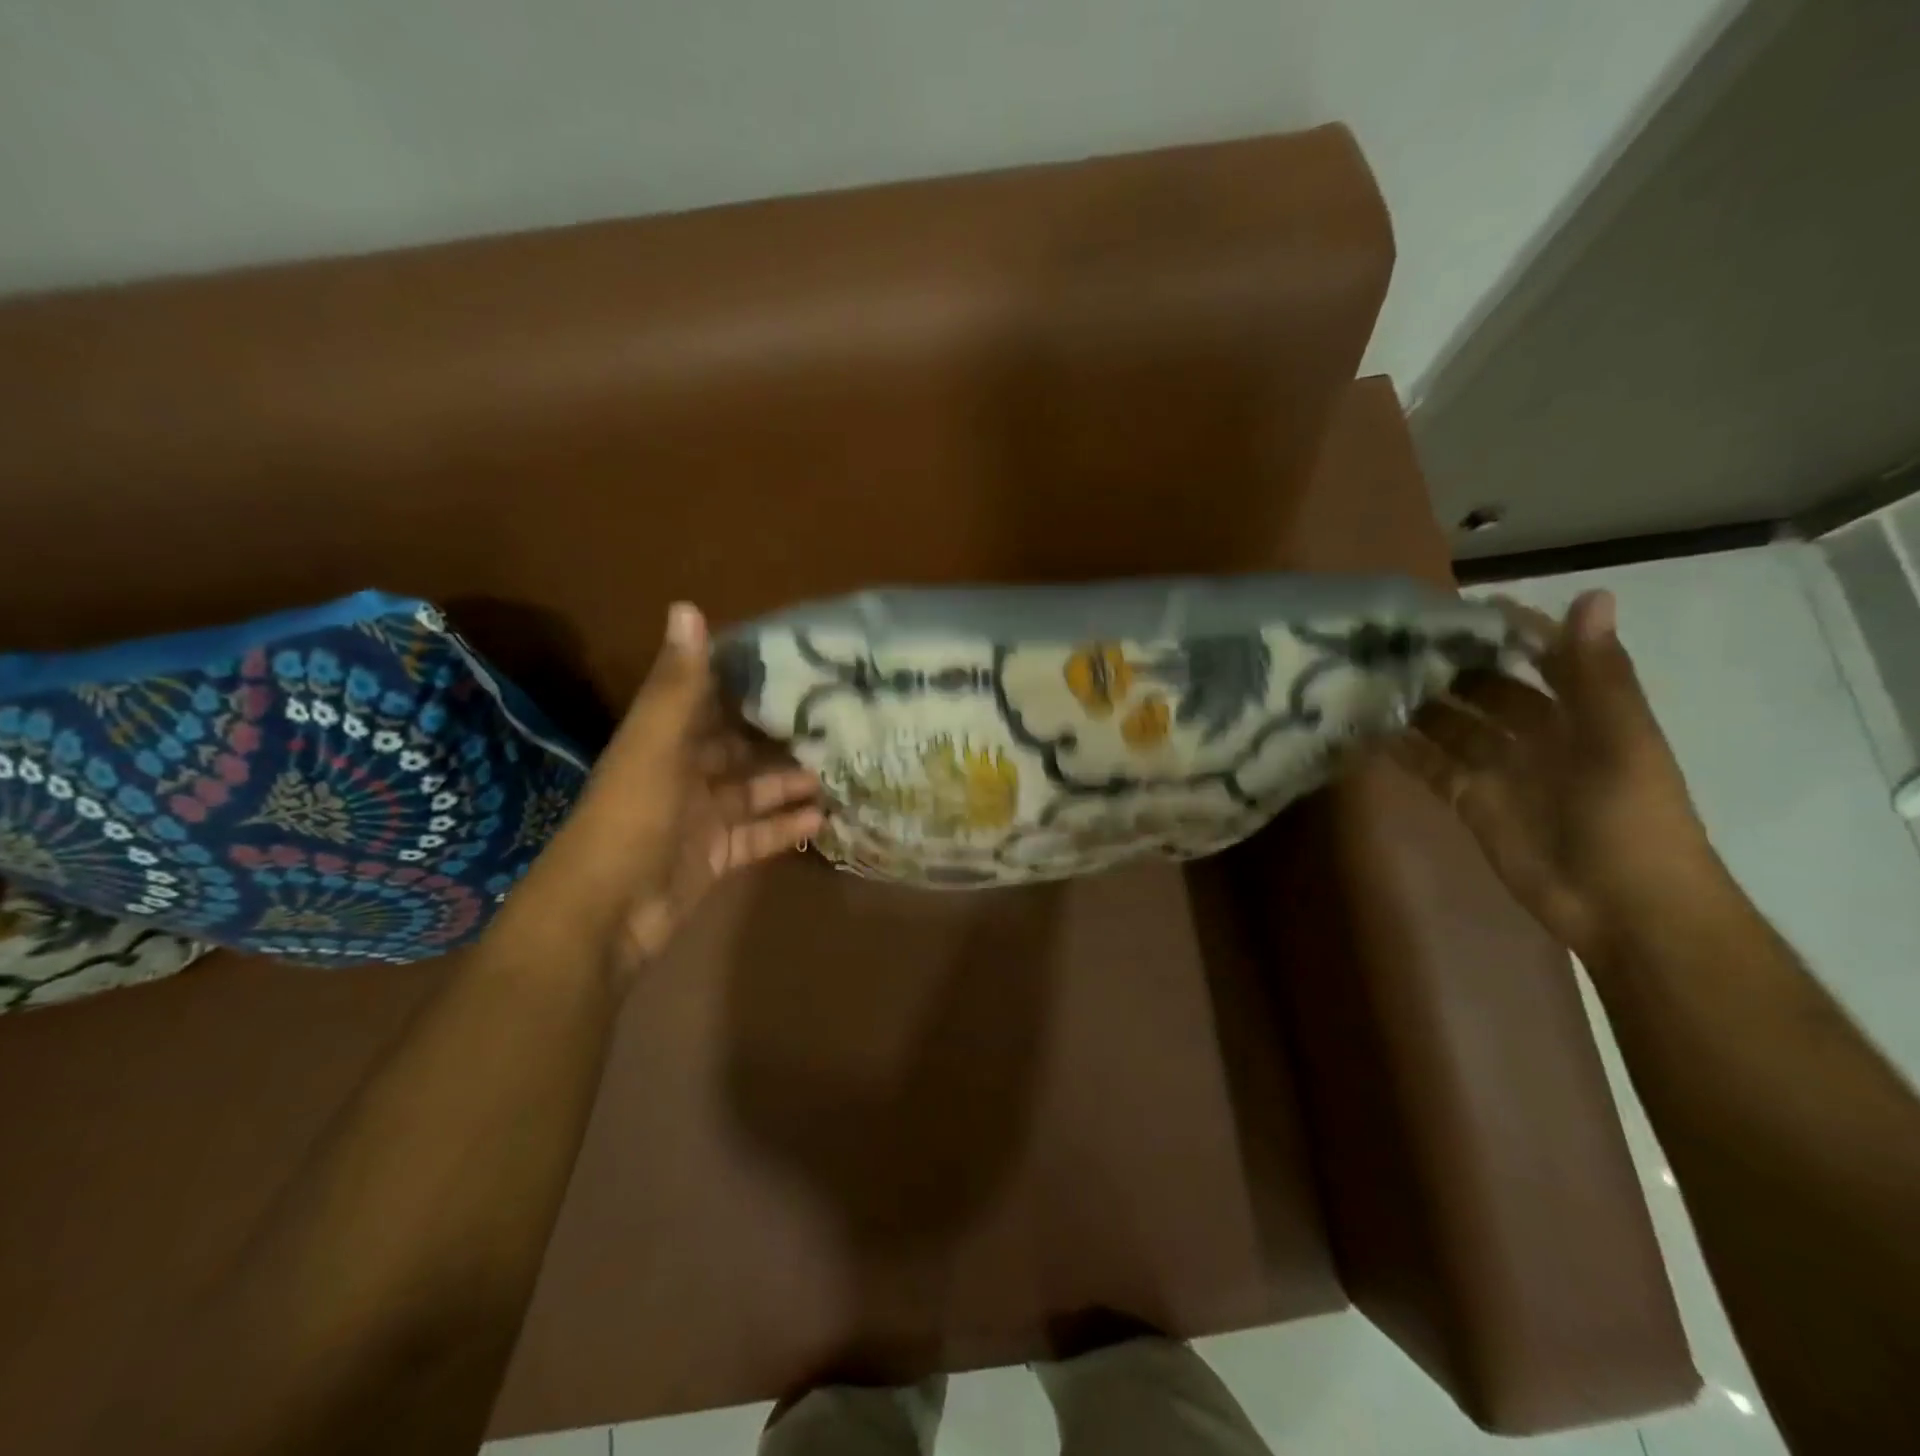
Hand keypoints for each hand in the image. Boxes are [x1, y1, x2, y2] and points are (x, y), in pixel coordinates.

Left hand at [489, 603, 822, 987]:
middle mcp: (683, 773)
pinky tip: (822, 818)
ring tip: (838, 768)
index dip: (743, 680)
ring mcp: (701, 818)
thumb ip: (678, 685)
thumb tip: (687, 606)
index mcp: (664, 740)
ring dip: (789, 781)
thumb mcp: (654, 746)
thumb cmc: (632, 820)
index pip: (708, 699)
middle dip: (778, 734)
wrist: (605, 915)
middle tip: (832, 721)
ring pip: (753, 791)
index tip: (793, 663)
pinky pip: (758, 835)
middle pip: (737, 747)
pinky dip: (785, 827)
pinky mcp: (716, 856)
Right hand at [1384, 590, 1717, 960]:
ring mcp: (1499, 768)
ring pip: (1453, 725)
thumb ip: (1597, 673)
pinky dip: (1401, 750)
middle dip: (1451, 665)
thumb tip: (1591, 594)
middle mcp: (1538, 734)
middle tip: (1394, 641)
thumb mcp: (1620, 739)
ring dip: (1420, 704)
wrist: (1622, 906)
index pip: (1544, 657)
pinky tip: (1366, 730)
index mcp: (1583, 712)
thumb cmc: (1632, 818)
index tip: (1459, 607)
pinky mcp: (1469, 800)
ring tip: (1371, 677)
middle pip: (1489, 689)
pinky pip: (1430, 766)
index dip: (1510, 631)